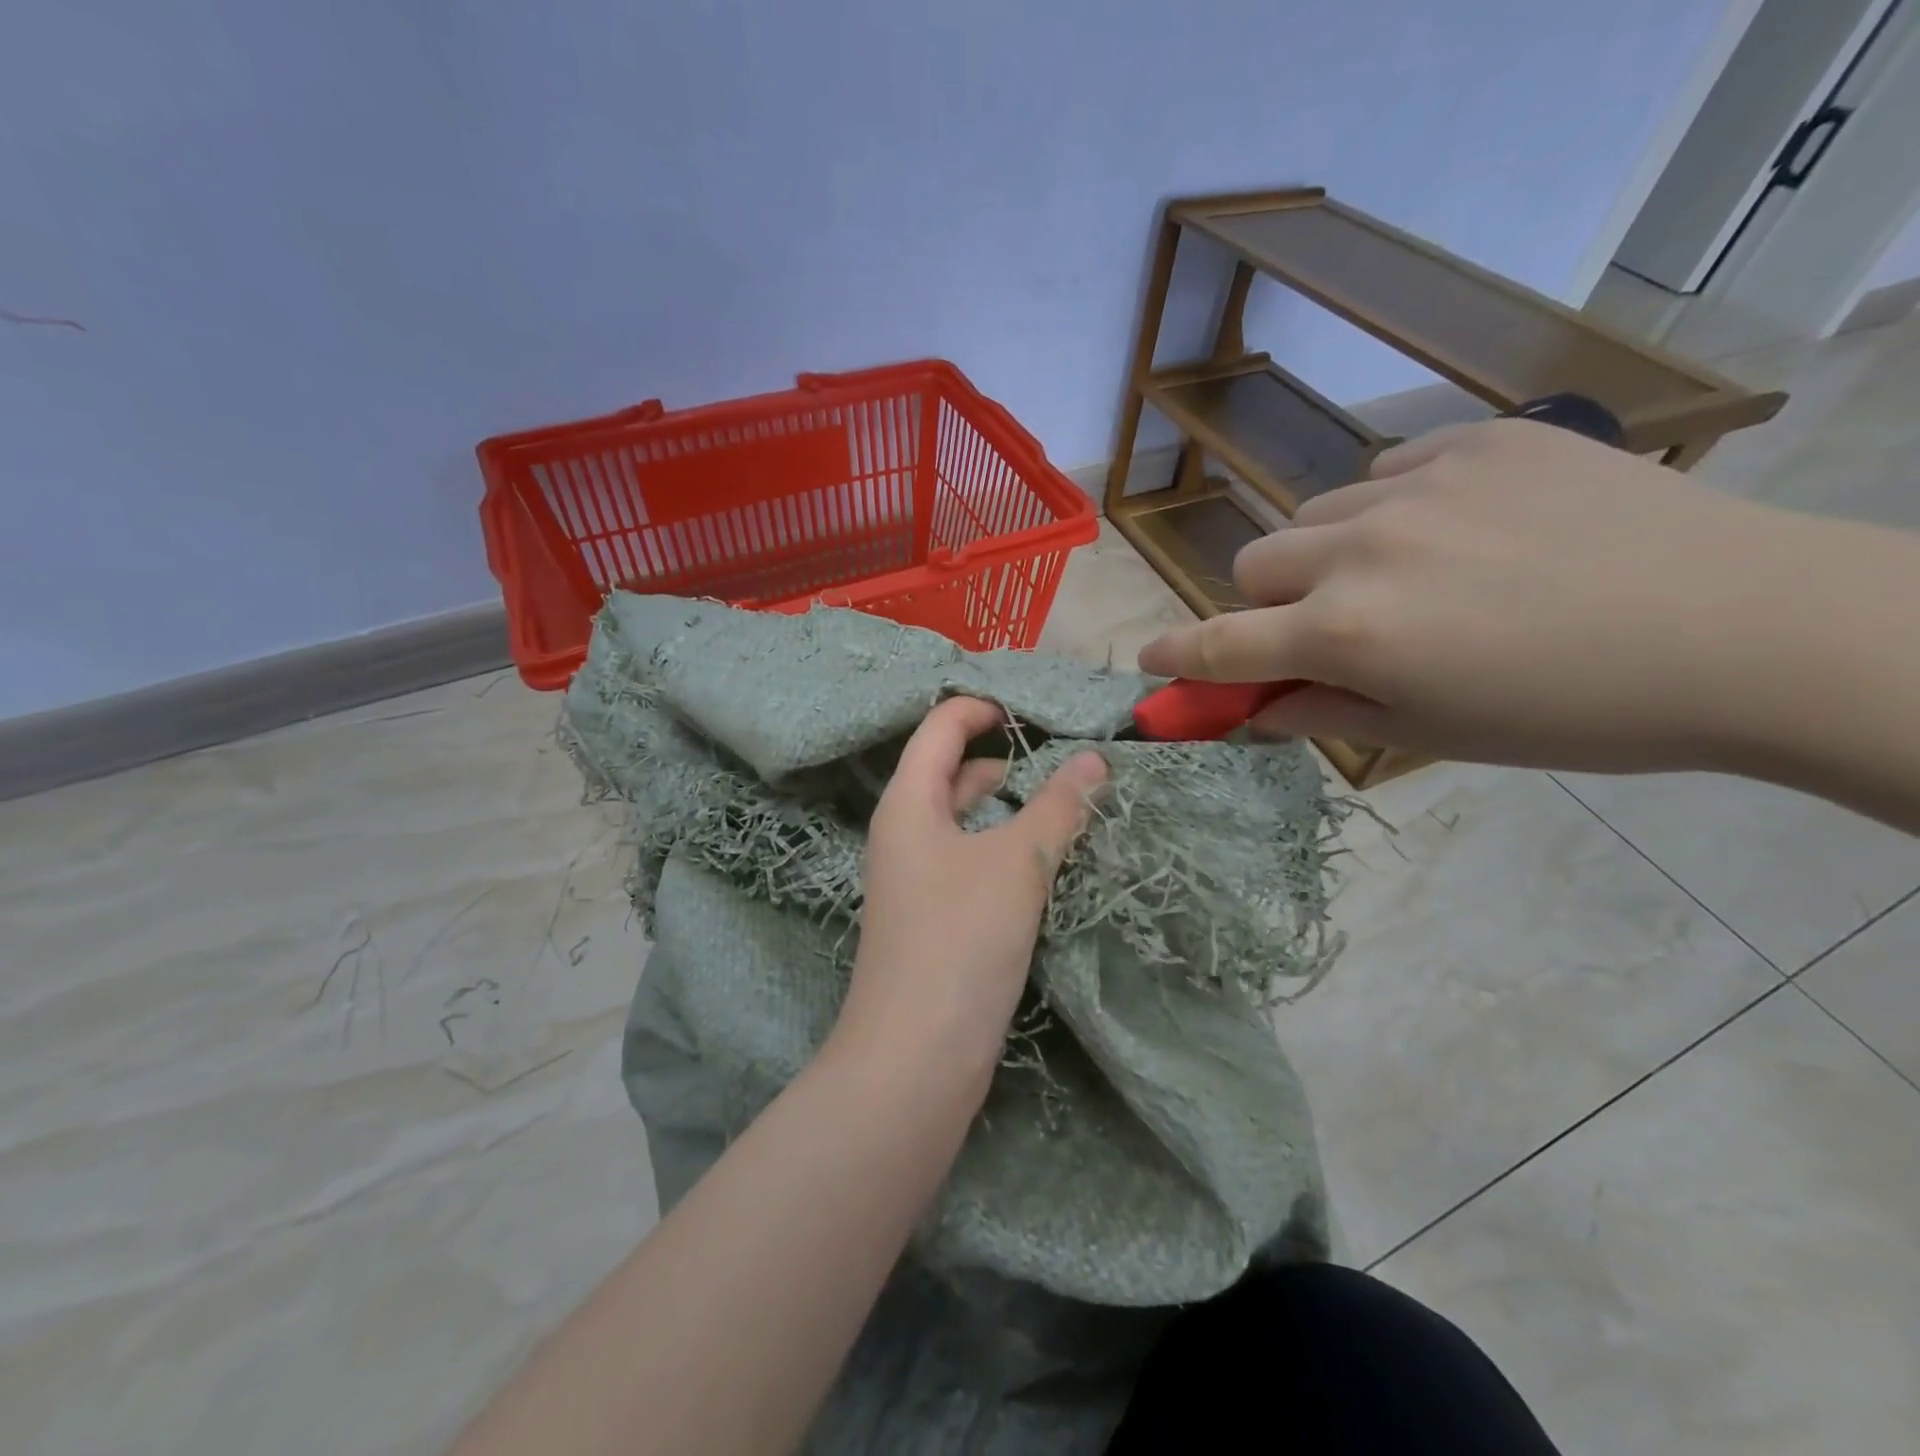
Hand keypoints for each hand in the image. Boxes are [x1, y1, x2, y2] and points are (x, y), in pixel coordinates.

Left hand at [831, 696, 1107, 1090]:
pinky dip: (1002, 847)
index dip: (982, 708)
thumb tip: (1096, 759)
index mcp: (908, 803)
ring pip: (962, 820)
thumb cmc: (960, 940)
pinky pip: (968, 860)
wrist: (915, 1058)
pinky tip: (1041, 861)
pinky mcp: (933, 918)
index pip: (939, 728)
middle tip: (1059, 755)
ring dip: (1005, 805)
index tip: (1036, 712)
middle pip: (948, 770)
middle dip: (999, 755)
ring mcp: (915, 878)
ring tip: (1060, 803)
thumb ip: (1058, 807)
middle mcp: (904, 833)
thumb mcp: (1018, 864)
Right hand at [1138, 418, 1806, 772]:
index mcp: (1347, 635)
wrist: (1745, 627)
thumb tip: (1256, 708)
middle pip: (1253, 565)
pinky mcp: (1476, 440)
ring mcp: (1416, 486)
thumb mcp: (1431, 734)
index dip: (1177, 656)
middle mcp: (1360, 552)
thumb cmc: (1572, 711)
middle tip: (1324, 627)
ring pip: (1313, 516)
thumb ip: (1322, 714)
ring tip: (1401, 575)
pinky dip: (1387, 509)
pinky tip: (1453, 530)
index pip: (1223, 645)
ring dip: (1325, 555)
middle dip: (1268, 603)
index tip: (1148, 661)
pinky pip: (1384, 472)